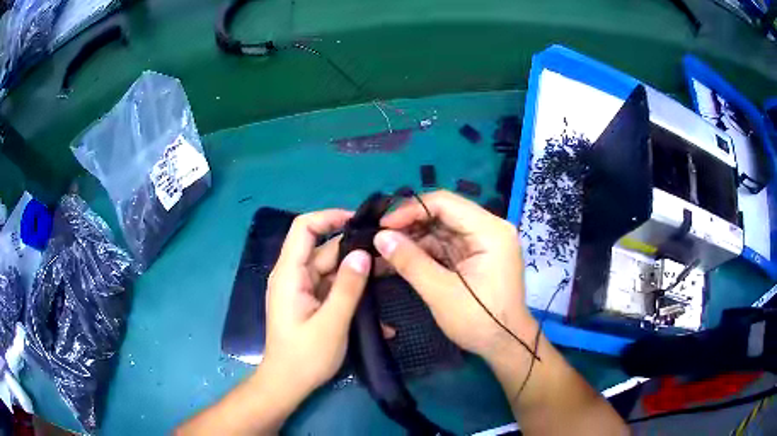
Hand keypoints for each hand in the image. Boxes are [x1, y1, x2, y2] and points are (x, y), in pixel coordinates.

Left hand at [262, 210, 370, 401]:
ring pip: (333, 270)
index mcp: (290, 274)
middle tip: (388, 253)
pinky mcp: (311, 303)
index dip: (330, 217)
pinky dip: (353, 294)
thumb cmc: (305, 356)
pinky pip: (334, 289)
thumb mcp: (331, 323)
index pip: (304, 228)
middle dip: (355, 249)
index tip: (360, 222)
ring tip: (390, 275)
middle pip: (324, 250)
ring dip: (358, 274)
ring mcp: (303, 290)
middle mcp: (294, 276)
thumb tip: (363, 253)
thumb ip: (348, 288)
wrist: (288, 384)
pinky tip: (379, 314)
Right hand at [374, 190, 536, 362]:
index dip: (410, 209)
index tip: (383, 225)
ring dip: (414, 239)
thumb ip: (410, 261)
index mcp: (490, 231)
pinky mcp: (476, 256)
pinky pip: (445, 245)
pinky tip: (401, 258)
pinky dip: (424, 251)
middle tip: (380, 237)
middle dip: (410, 225)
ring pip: (441, 229)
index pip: (445, 203)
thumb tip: (380, 237)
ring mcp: (483, 242)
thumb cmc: (480, 320)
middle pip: (443, 214)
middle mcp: (489, 229)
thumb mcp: (441, 292)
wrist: (505, 345)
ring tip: (384, 249)